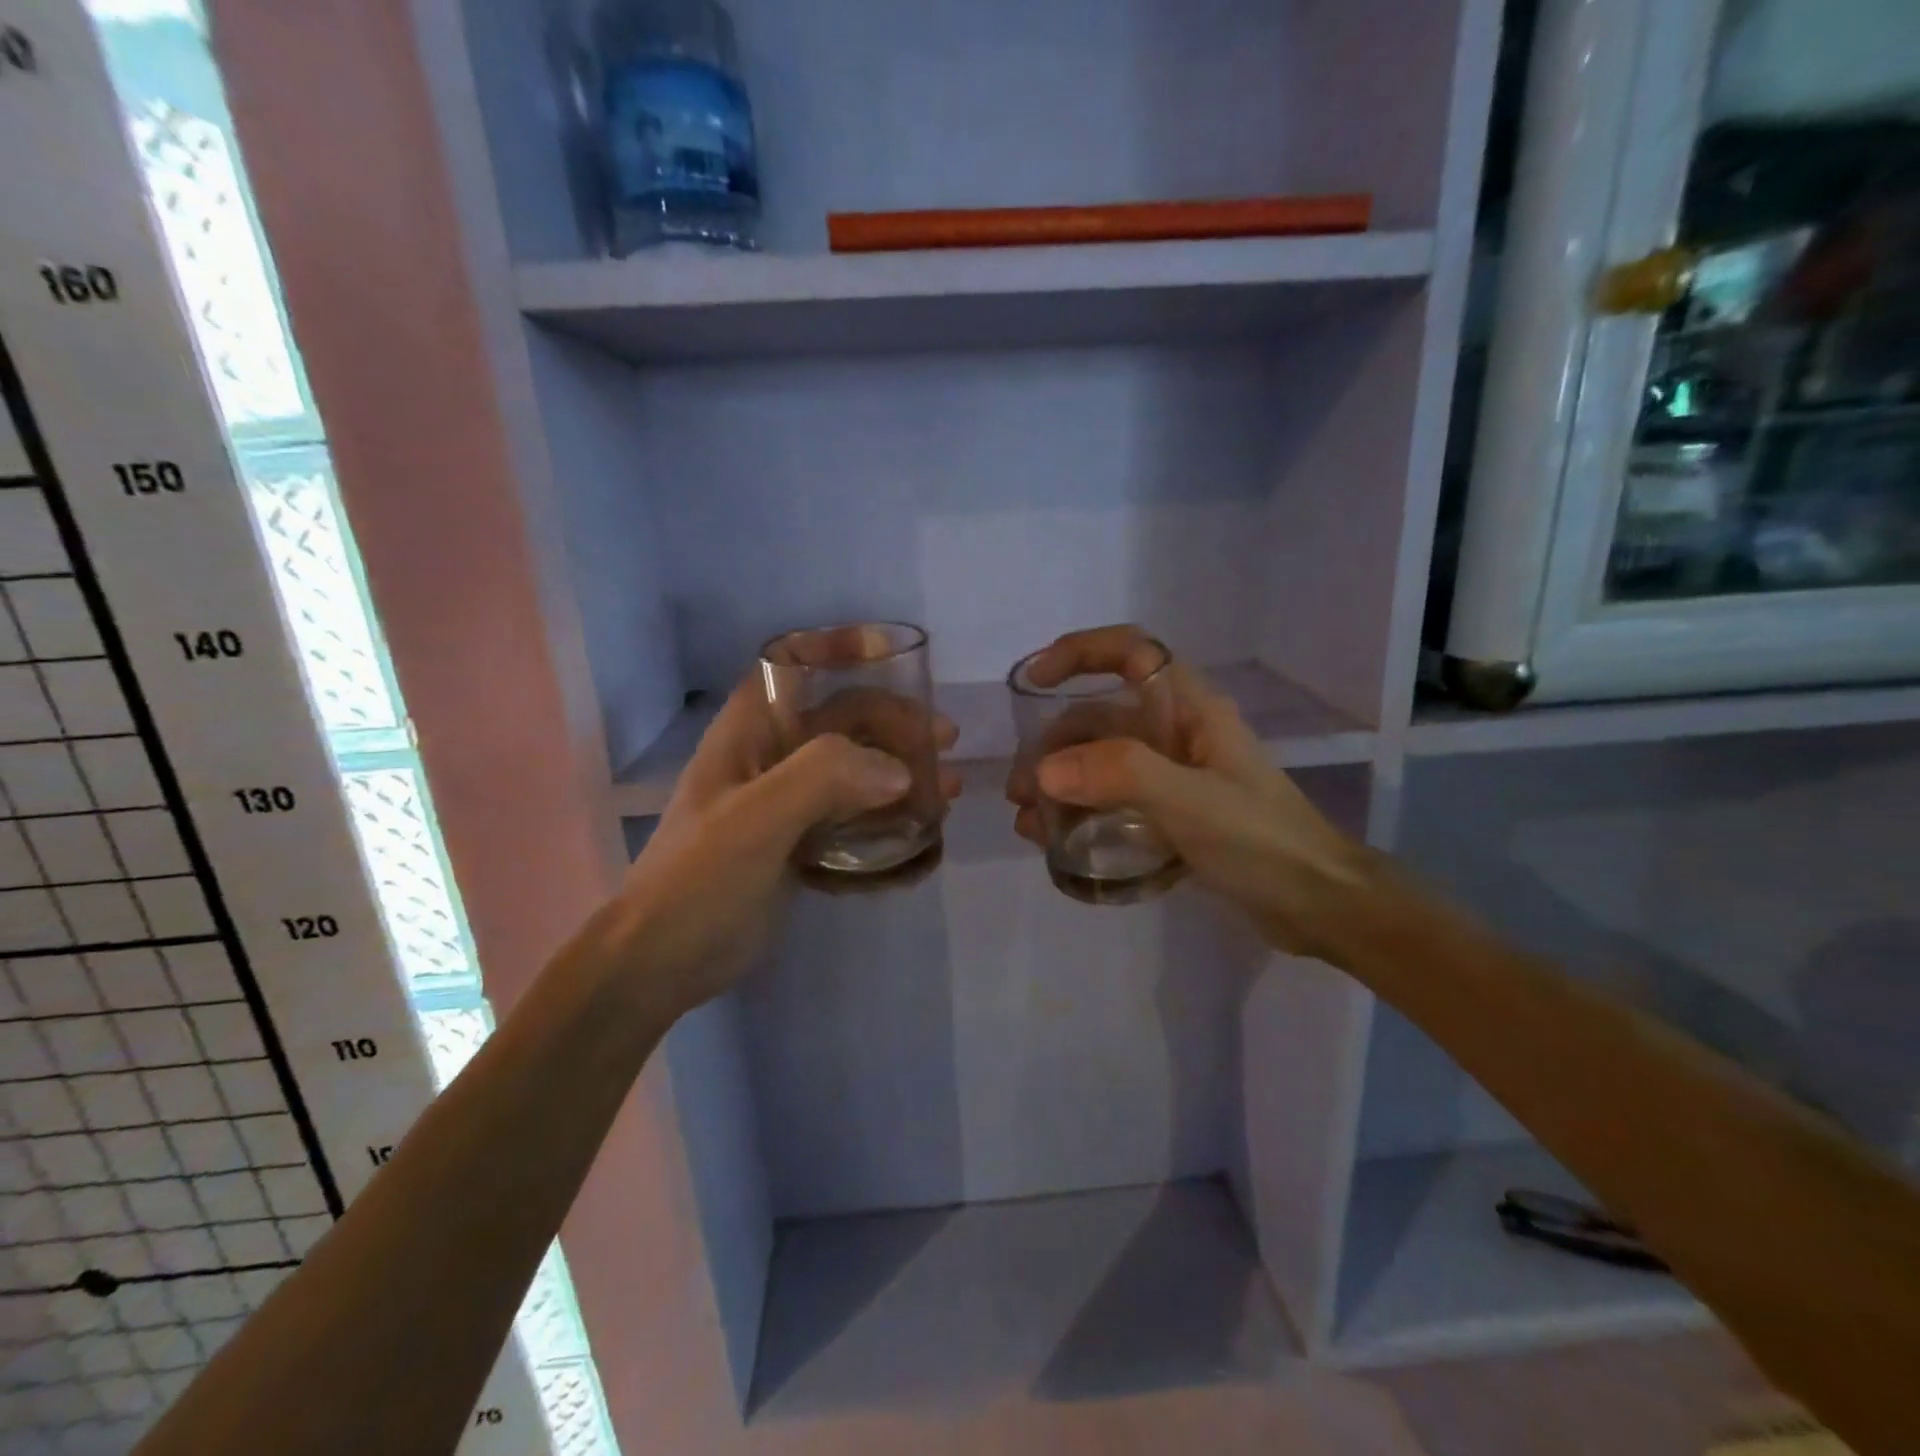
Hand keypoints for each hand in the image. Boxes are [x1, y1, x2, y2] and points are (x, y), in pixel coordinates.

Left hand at [609, 677, 960, 1014]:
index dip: (839, 648)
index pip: (794, 665)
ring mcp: (784, 802)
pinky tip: (919, 830)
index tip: (893, 655)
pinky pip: (852, 816)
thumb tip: (902, 770)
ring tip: (947, 789)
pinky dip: (887, 817)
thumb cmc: (700, 878)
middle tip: (945, 743)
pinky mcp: (798, 842)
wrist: (662, 960)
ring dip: (900, 773)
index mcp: (749, 731)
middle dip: (894, 723)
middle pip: (840, 719)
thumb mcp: (756, 819)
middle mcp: (769, 756)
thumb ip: (824, 778)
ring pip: (853, 769)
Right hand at [1005, 626, 1364, 954]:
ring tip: (1028, 822)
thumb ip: (1120, 776)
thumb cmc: (1262, 841)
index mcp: (1190, 709)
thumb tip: (1043, 771)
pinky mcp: (1172, 814)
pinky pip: (1113, 801)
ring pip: (1101, 762)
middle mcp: (1177, 732)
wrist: (1320, 905)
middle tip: (1020, 792)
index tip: (1033, 680)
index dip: (1080, 652)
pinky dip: (1080, 814)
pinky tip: (1055, 839)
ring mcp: (1174, 775)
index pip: (1130, 652)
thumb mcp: (1191, 802)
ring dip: (1060, 784)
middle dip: (1054, 746)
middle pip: (1101, 718)